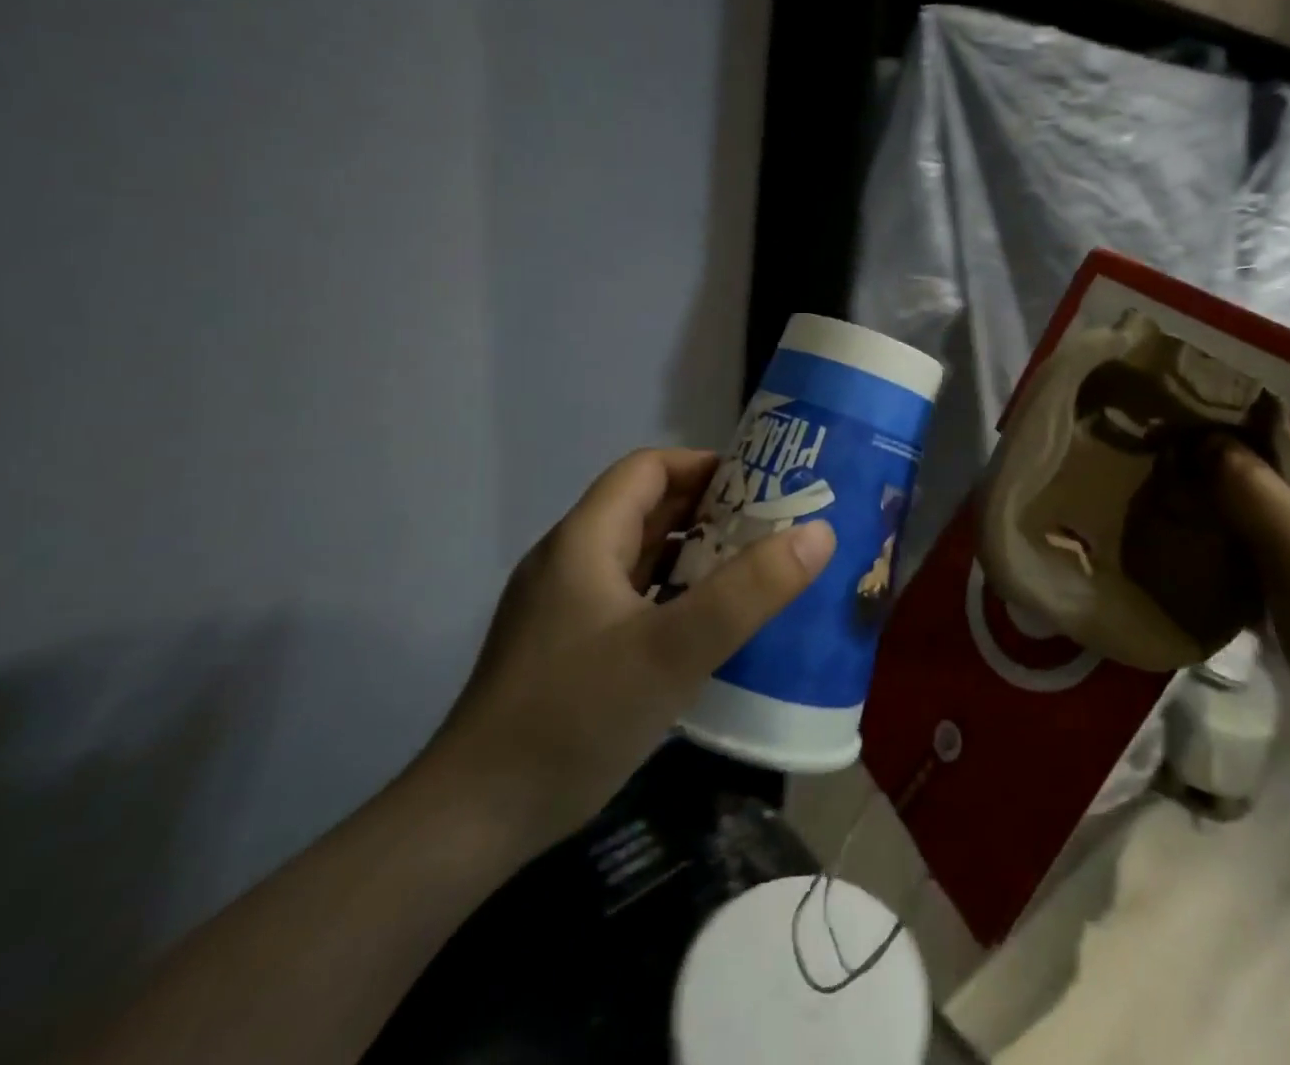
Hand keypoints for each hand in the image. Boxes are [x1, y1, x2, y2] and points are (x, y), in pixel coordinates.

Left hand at [420, 448, 835, 854]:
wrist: (469, 824)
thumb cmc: (574, 718)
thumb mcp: (673, 651)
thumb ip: (748, 591)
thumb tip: (820, 532)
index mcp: (585, 540)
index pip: (648, 468)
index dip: (705, 464)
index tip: (763, 483)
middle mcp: (570, 562)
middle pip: (646, 510)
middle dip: (710, 510)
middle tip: (774, 525)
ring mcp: (563, 609)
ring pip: (639, 558)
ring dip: (694, 555)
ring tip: (754, 570)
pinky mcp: (566, 650)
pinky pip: (630, 600)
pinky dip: (673, 596)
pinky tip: (707, 628)